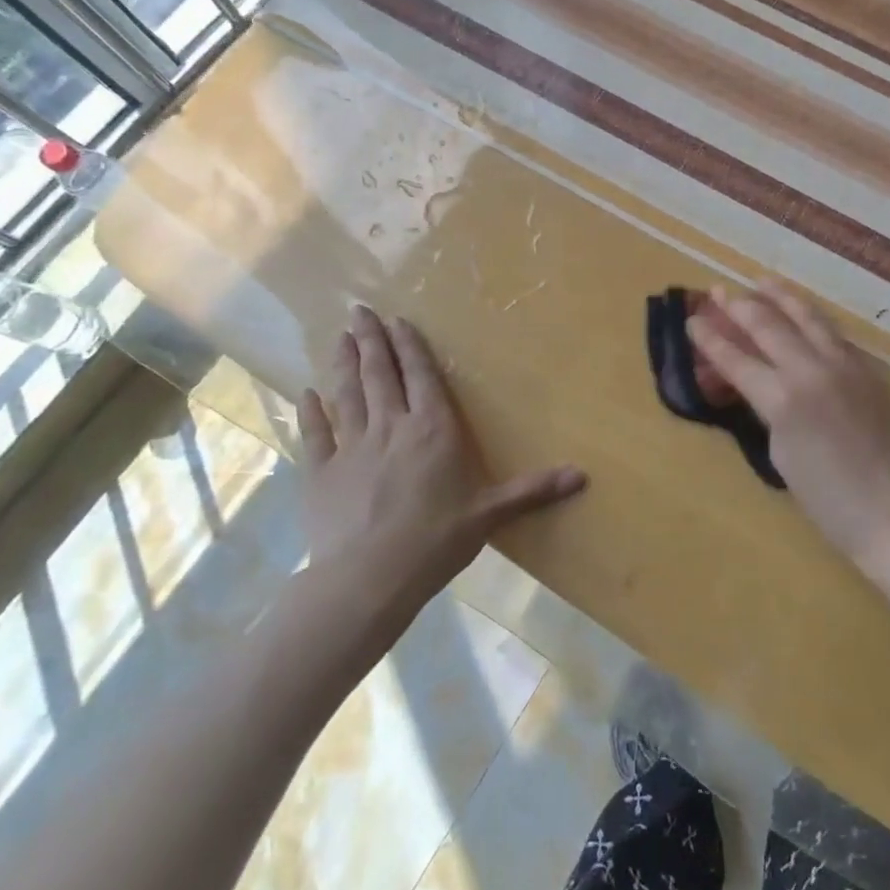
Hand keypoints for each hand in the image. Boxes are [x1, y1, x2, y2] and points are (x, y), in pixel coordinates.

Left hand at [295, 305, 586, 606]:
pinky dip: (310, 410)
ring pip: (346, 393)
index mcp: (432, 429)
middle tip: (359, 310)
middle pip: (380, 374)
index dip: (410, 346)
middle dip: (371, 339)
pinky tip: (306, 392)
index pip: (422, 376)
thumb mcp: (490, 513)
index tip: (397, 320)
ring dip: (343, 362)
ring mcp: (351, 446)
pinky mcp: (320, 471)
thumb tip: (583, 476)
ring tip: (339, 335)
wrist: (368, 578)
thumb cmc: (436, 540)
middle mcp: (391, 426)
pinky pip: (315, 432)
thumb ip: (532, 490)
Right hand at [687, 278, 889, 566]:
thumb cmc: (831, 502)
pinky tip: (804, 313)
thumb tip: (763, 385)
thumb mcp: (782, 455)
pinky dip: (811, 317)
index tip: (692, 320)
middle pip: (769, 326)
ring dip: (781, 296)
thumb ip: (769, 410)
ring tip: (762, 280)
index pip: (737, 359)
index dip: (710, 339)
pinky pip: (834, 334)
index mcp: (783, 399)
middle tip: (719, 290)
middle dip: (739, 306)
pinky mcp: (870, 371)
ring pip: (808, 317)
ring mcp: (846, 366)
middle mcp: (812, 370)